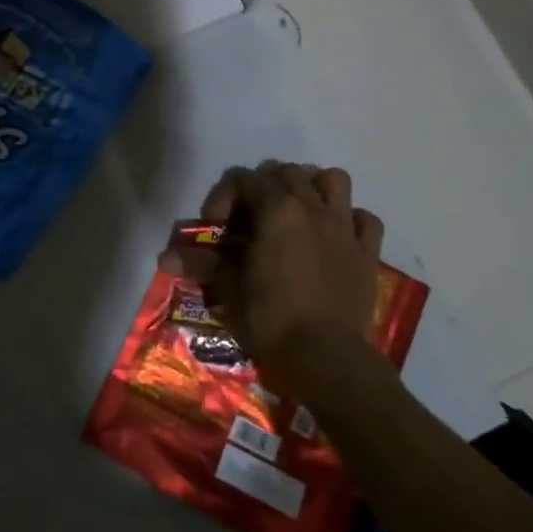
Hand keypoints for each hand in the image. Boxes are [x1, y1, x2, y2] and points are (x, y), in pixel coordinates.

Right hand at [160, 161, 386, 393]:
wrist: (328, 359)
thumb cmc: (271, 320)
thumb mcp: (229, 290)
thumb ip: (202, 264)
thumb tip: (164, 257)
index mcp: (276, 211)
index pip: (243, 178)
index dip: (223, 196)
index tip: (216, 228)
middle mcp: (312, 208)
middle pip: (287, 172)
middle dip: (265, 186)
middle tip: (251, 218)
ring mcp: (344, 227)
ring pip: (333, 180)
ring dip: (313, 187)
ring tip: (298, 211)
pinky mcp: (368, 252)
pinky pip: (366, 219)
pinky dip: (350, 219)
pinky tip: (335, 235)